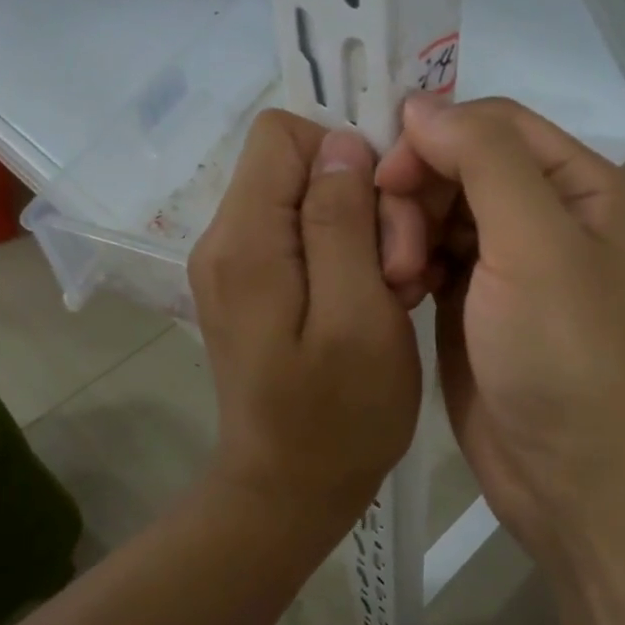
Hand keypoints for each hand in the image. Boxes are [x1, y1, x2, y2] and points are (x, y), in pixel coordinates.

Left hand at [189, 111, 421, 530]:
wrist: (290, 491)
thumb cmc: (338, 416)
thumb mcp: (359, 317)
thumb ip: (343, 223)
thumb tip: (342, 144)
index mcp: (246, 240)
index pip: (285, 132)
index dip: (347, 155)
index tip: (387, 214)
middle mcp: (227, 239)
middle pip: (301, 166)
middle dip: (363, 203)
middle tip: (397, 272)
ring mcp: (238, 266)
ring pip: (311, 202)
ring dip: (365, 236)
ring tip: (391, 293)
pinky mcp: (256, 288)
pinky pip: (308, 239)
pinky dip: (350, 259)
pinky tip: (375, 303)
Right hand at [375, 96, 624, 560]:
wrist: (568, 474)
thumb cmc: (562, 354)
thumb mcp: (535, 243)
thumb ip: (483, 159)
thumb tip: (423, 105)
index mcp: (577, 185)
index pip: (491, 124)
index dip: (435, 138)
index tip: (387, 179)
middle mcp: (543, 214)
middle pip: (457, 165)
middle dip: (416, 194)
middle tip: (396, 251)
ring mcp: (505, 262)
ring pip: (435, 210)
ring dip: (405, 233)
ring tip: (398, 280)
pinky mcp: (471, 303)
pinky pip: (428, 257)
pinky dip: (406, 265)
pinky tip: (399, 294)